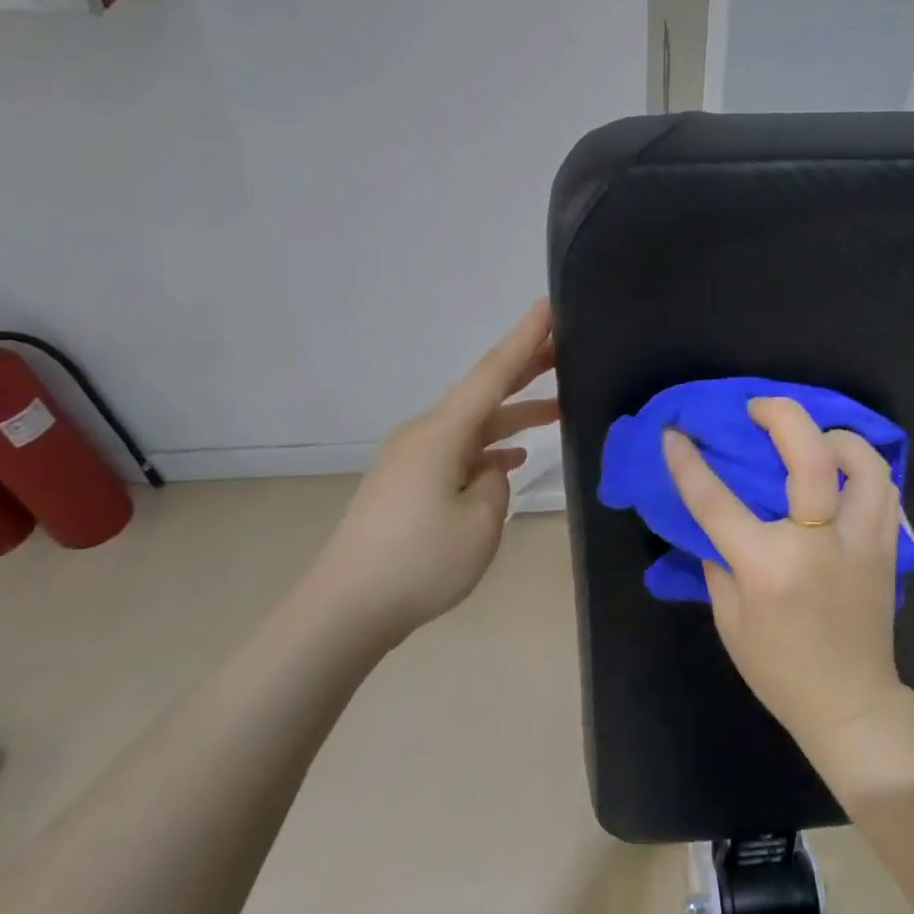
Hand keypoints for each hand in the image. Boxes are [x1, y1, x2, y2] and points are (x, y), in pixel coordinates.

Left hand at [299, 300, 557, 641]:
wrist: (347, 607)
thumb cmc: (420, 561)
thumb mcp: (480, 521)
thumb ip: (496, 483)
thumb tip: (490, 470)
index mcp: (442, 433)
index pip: (493, 374)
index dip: (525, 340)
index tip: (550, 306)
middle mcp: (425, 434)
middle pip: (483, 392)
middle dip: (525, 369)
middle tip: (566, 347)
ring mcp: (414, 458)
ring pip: (474, 424)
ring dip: (513, 416)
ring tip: (559, 408)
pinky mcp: (409, 483)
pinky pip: (459, 452)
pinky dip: (489, 450)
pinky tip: (513, 461)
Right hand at [662, 397, 908, 752]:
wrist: (850, 704)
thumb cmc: (778, 669)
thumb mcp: (730, 619)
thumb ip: (719, 561)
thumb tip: (715, 519)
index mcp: (768, 567)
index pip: (718, 501)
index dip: (689, 463)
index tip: (675, 433)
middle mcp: (818, 544)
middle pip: (809, 456)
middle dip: (782, 415)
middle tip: (759, 408)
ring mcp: (860, 542)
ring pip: (864, 463)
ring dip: (834, 437)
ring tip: (812, 437)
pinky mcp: (886, 548)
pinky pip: (884, 489)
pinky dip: (862, 468)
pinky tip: (841, 472)